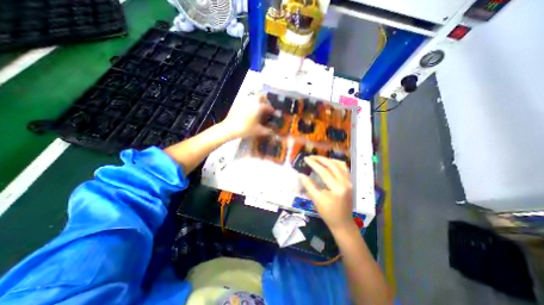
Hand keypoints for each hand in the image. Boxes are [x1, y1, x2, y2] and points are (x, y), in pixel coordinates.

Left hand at [219, 95, 273, 138]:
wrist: (229, 128)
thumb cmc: (245, 129)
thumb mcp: (258, 131)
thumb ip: (267, 131)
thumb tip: (273, 132)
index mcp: (258, 107)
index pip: (268, 106)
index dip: (272, 110)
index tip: (273, 113)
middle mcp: (252, 101)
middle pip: (260, 96)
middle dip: (265, 100)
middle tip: (266, 107)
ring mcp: (243, 101)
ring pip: (253, 97)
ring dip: (257, 100)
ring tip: (258, 108)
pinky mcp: (237, 103)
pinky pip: (246, 100)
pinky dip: (249, 103)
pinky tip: (248, 110)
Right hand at [299, 157, 355, 233]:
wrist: (342, 223)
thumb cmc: (328, 213)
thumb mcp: (317, 200)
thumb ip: (309, 186)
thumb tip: (300, 175)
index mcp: (337, 188)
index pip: (324, 172)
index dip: (314, 164)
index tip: (306, 159)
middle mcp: (346, 182)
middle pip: (333, 165)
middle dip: (320, 159)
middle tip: (311, 157)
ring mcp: (349, 182)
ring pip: (340, 165)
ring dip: (329, 160)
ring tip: (319, 159)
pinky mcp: (350, 182)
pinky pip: (344, 168)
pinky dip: (336, 163)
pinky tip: (329, 163)